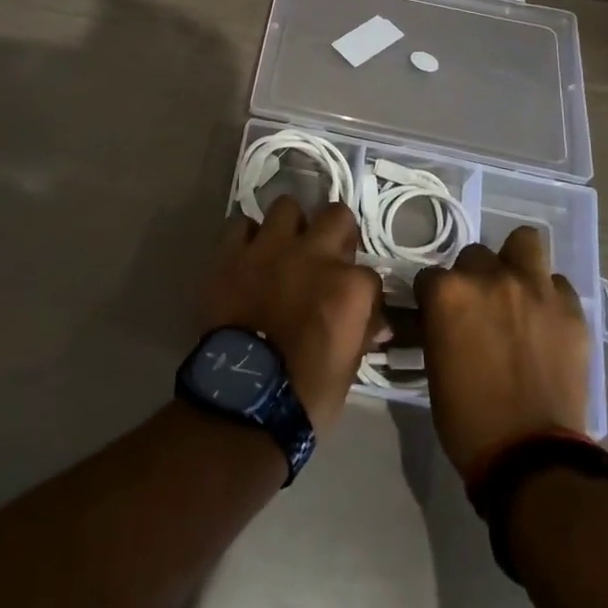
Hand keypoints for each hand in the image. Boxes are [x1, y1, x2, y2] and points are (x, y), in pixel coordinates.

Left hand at [201, 197, 381, 432]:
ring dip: (290, 226)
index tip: (354, 303)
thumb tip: (376, 322)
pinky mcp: (232, 254)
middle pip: (336, 215)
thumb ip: (361, 333)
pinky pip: (241, 225)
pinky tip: (249, 256)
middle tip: (326, 255)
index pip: (369, 273)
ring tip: (285, 249)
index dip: (362, 289)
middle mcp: (314, 255)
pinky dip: (247, 237)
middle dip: (336, 232)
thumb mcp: (349, 368)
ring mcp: (270, 249)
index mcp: (349, 286)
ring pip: (286, 206)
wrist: (243, 401)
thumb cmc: (306, 395)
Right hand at [416, 227, 592, 476]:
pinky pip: (557, 283)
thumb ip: (438, 324)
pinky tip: (545, 321)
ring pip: (525, 242)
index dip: (434, 296)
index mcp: (448, 293)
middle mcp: (490, 277)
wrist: (530, 456)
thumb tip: (440, 314)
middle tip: (480, 307)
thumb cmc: (467, 417)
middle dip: (474, 277)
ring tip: (517, 290)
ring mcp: (534, 289)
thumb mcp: (435, 363)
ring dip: (516, 261)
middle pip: (475, 254)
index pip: (430, 274)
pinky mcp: (571, 309)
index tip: (439, 315)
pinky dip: (548, 296)